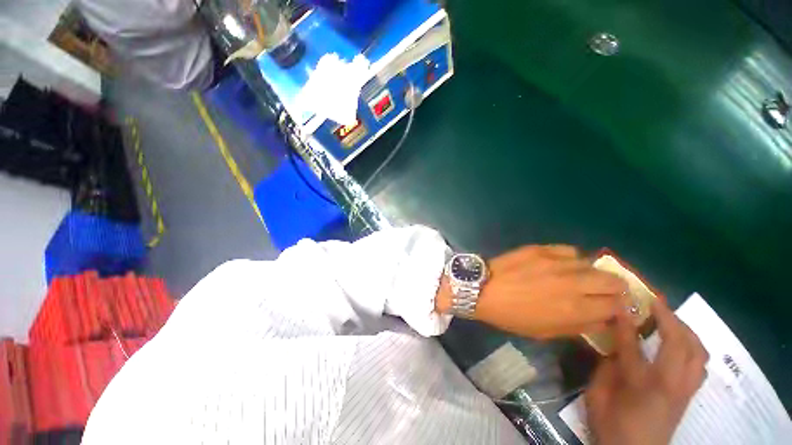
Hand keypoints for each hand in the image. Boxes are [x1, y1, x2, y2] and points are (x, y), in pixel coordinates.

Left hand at [438, 245, 627, 337]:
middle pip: (613, 281)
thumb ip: (578, 326)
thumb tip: (601, 318)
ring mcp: (557, 262)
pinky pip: (569, 251)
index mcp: (575, 310)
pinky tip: (564, 264)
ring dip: (593, 273)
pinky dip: (573, 258)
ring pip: (593, 264)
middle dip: (615, 289)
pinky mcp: (542, 249)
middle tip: (606, 292)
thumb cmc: (512, 316)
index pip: (616, 307)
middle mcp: (572, 283)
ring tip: (583, 277)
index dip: (619, 309)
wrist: (484, 289)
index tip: (615, 309)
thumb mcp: (546, 332)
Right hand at [585, 300, 708, 444]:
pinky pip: (700, 364)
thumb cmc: (610, 425)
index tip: (619, 301)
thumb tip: (613, 346)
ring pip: (698, 353)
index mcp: (640, 385)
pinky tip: (680, 343)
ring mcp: (685, 390)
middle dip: (669, 318)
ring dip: (686, 330)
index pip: (633, 345)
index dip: (625, 321)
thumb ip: (606, 368)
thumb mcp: (596, 395)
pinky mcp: (690, 395)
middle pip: (680, 344)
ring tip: (670, 319)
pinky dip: (693, 347)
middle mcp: (670, 385)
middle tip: (653, 303)